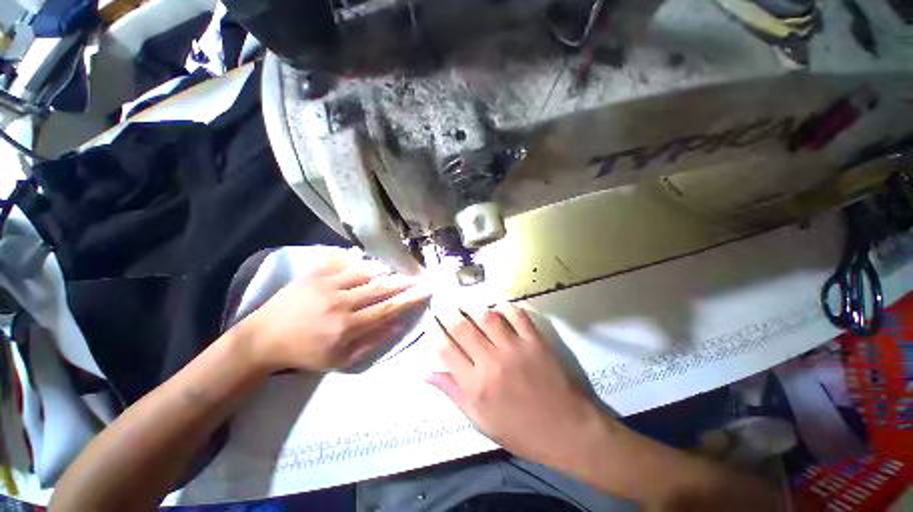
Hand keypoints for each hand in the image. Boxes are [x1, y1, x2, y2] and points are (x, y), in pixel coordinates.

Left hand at [239, 250, 430, 371]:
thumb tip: (400, 325)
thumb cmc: (306, 354)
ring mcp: (327, 284)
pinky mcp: (315, 274)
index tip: (427, 290)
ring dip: (385, 270)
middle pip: (381, 287)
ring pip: (365, 271)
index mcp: (348, 326)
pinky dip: (359, 260)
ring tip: (396, 270)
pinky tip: (367, 261)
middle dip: (405, 281)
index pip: (389, 309)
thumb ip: (374, 342)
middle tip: (420, 276)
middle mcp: (341, 302)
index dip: (411, 298)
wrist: (264, 339)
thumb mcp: (342, 360)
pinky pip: (343, 261)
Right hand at [428, 303, 607, 467]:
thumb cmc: (521, 431)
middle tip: (442, 305)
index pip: (446, 350)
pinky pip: (517, 315)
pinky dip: (505, 307)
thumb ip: (453, 393)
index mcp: (476, 386)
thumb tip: (427, 373)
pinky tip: (498, 306)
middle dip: (448, 313)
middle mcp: (492, 362)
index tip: (429, 321)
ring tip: (466, 304)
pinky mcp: (535, 341)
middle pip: (462, 328)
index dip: (434, 332)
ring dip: (473, 307)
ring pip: (487, 317)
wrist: (568, 431)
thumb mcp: (481, 421)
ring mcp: (515, 348)